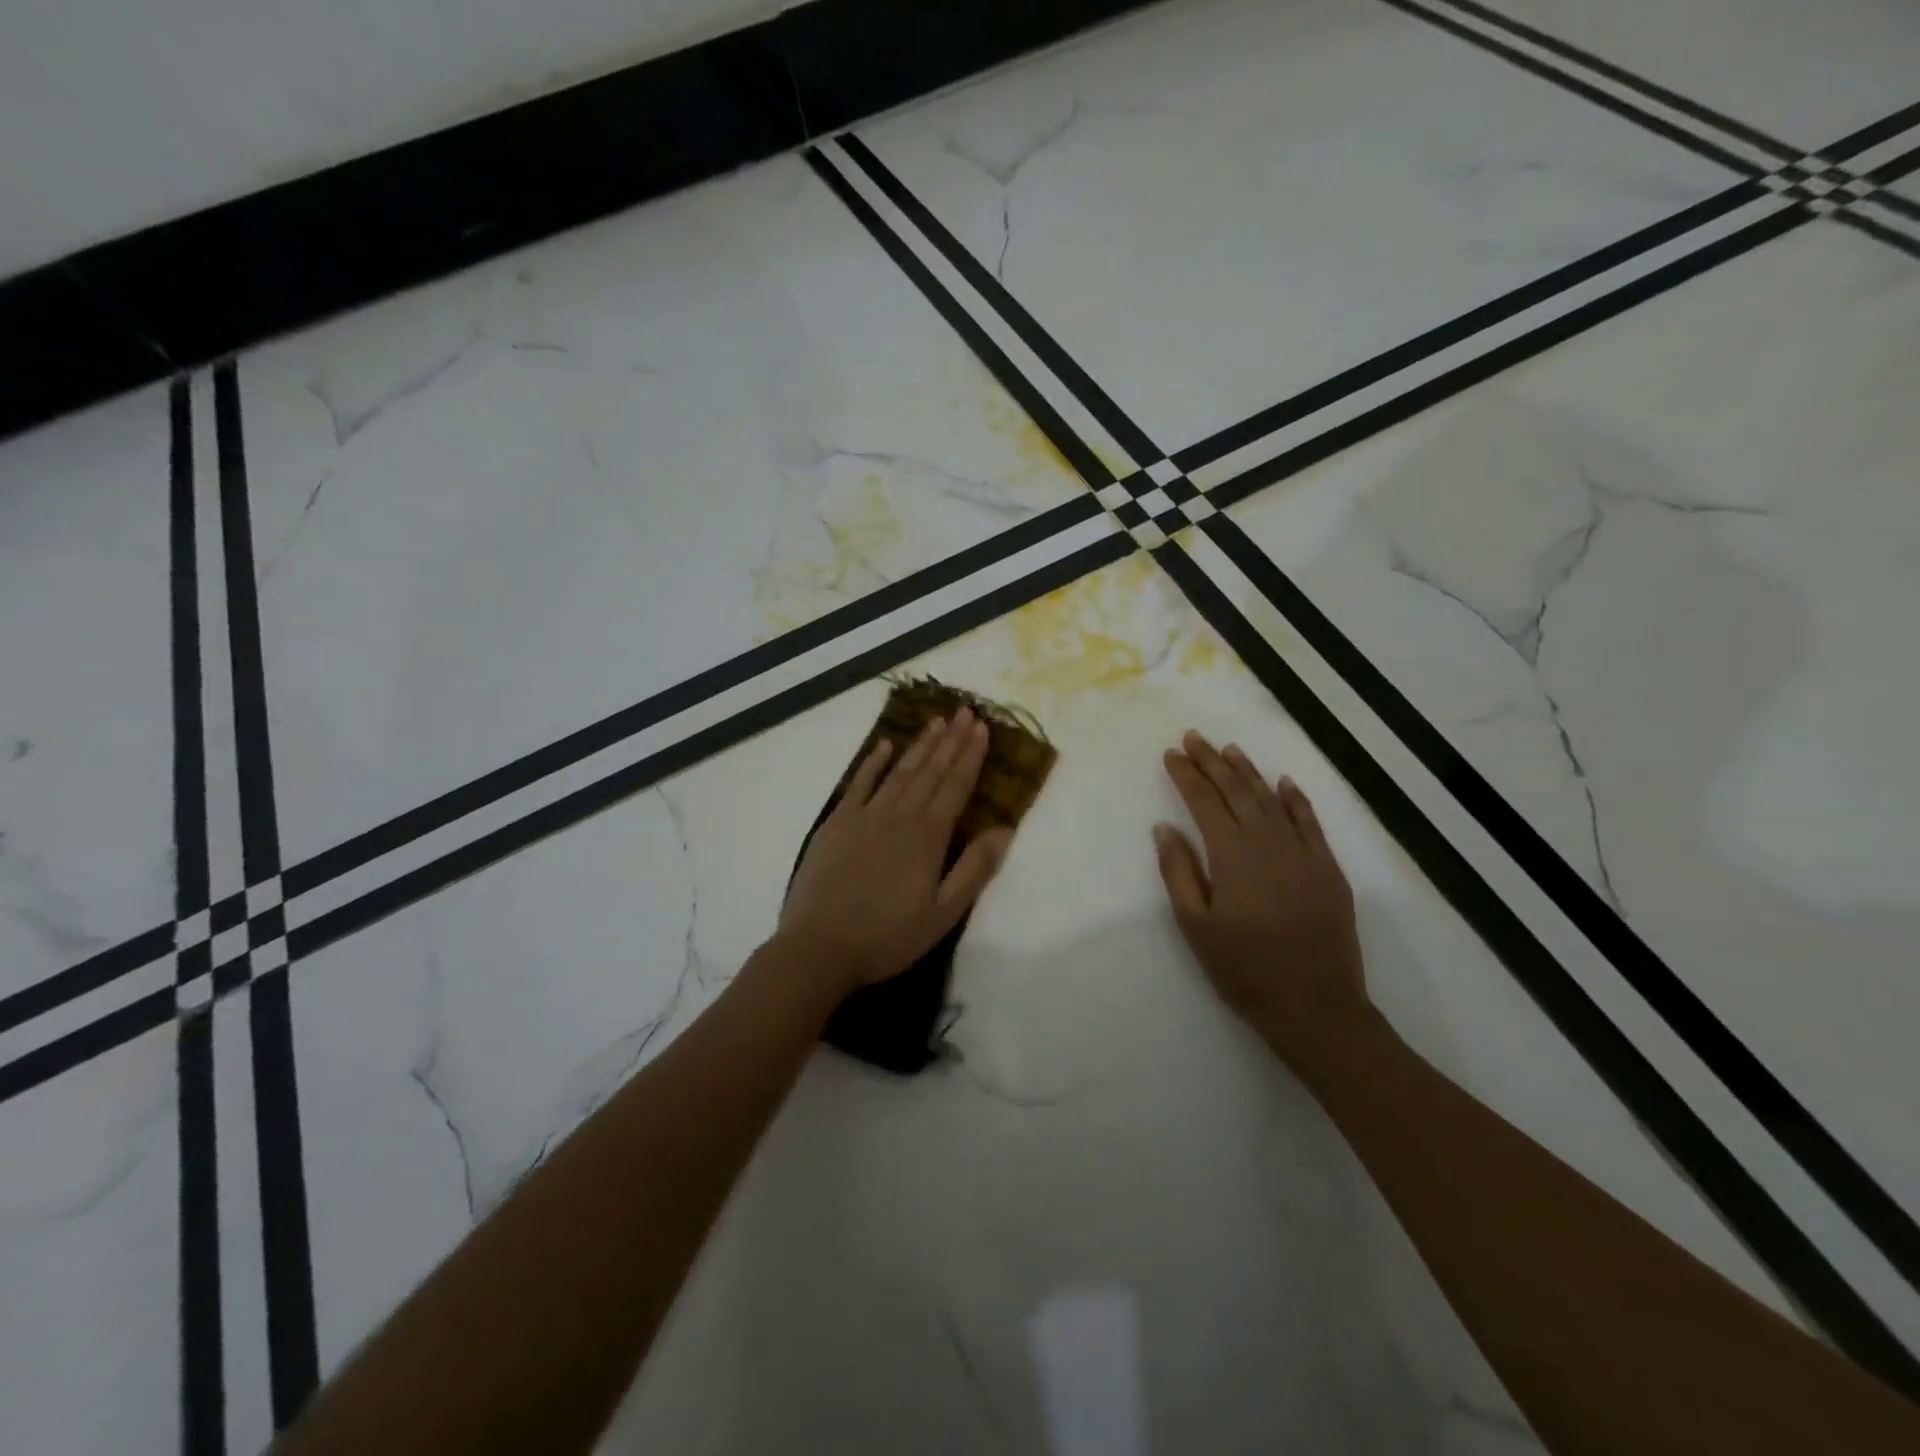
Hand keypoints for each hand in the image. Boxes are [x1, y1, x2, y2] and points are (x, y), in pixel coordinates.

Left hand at [779, 708, 1012, 996]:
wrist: (819, 947)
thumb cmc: (888, 936)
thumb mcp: (943, 914)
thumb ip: (974, 869)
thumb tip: (1003, 829)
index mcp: (928, 837)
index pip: (955, 786)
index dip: (970, 756)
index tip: (982, 728)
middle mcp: (899, 816)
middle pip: (930, 771)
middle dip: (951, 740)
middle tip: (965, 711)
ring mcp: (864, 816)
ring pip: (899, 772)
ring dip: (920, 745)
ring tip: (936, 722)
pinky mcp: (836, 823)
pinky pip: (859, 783)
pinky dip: (872, 762)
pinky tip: (884, 745)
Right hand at [1154, 730, 1374, 1078]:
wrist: (1315, 1006)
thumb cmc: (1244, 969)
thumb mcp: (1195, 926)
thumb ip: (1178, 872)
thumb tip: (1165, 828)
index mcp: (1232, 855)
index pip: (1204, 802)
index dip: (1187, 775)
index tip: (1171, 754)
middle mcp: (1269, 843)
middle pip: (1237, 791)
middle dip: (1213, 762)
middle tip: (1194, 737)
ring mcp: (1304, 853)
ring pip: (1272, 800)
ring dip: (1249, 772)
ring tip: (1230, 749)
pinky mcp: (1328, 869)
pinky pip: (1310, 822)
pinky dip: (1295, 799)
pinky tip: (1284, 782)